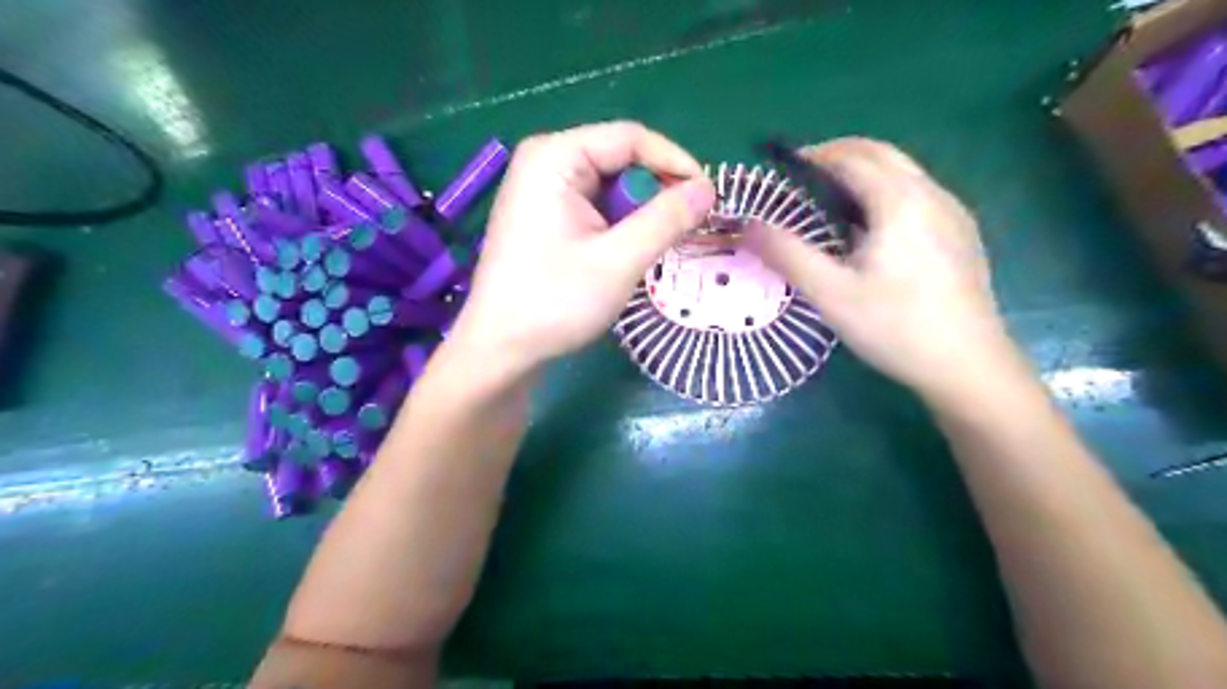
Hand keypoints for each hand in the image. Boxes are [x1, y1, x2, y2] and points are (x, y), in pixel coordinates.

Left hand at [448, 117, 720, 377]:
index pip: (631, 138)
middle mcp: (545, 162)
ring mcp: (541, 190)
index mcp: (555, 157)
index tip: (708, 199)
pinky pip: (595, 208)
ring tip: (653, 250)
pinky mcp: (544, 217)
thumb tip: (709, 189)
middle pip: (620, 160)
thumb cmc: (554, 303)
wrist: (500, 350)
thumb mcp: (618, 261)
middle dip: (656, 194)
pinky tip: (626, 255)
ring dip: (638, 215)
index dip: (676, 163)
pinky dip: (619, 227)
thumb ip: (666, 220)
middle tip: (683, 232)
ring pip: (610, 187)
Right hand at [748, 134, 1017, 399]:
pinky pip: (918, 194)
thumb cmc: (894, 327)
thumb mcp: (830, 294)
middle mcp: (931, 193)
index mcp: (899, 201)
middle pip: (881, 154)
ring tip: (831, 202)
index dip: (815, 155)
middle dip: (840, 154)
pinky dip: (886, 192)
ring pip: (903, 172)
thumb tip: (747, 226)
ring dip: (864, 172)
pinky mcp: (961, 234)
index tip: (784, 167)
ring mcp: (952, 212)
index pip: (852, 157)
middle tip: (804, 177)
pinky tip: (872, 230)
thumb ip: (786, 255)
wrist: (967, 365)